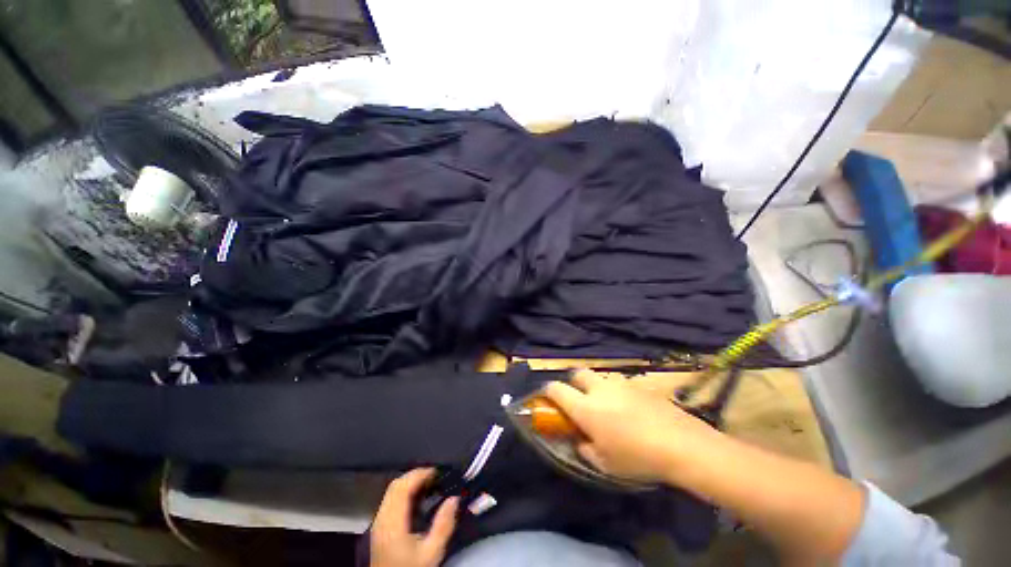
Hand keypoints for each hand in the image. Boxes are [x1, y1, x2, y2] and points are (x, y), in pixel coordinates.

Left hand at [370, 468, 458, 566]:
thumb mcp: (432, 552)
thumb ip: (444, 525)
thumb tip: (454, 498)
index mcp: (393, 523)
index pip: (402, 487)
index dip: (419, 474)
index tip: (437, 471)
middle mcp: (382, 518)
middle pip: (395, 485)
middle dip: (415, 475)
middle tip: (435, 476)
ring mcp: (378, 522)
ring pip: (392, 491)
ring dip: (410, 482)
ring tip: (429, 483)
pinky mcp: (380, 526)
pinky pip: (391, 499)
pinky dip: (404, 491)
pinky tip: (418, 497)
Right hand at [543, 370, 719, 483]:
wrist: (682, 444)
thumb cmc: (638, 458)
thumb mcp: (605, 464)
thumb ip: (585, 449)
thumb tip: (580, 440)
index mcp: (585, 407)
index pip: (556, 389)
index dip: (548, 391)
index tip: (549, 399)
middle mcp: (599, 389)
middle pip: (577, 373)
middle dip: (574, 383)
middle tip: (580, 400)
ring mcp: (620, 384)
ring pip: (600, 377)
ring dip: (596, 388)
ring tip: (609, 407)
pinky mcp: (639, 385)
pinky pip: (620, 384)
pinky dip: (617, 392)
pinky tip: (631, 410)